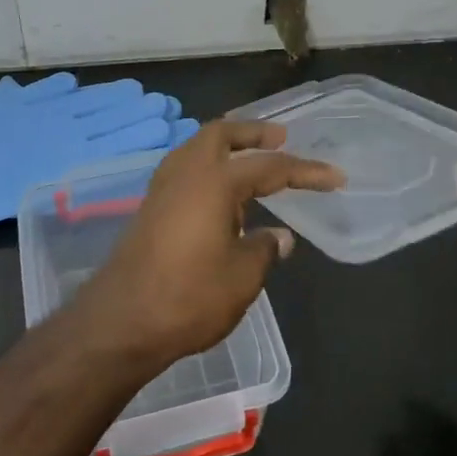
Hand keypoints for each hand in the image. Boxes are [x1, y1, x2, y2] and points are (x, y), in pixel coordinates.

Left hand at [78, 120, 344, 364]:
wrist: (121, 323)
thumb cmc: (189, 297)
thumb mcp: (242, 277)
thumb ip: (265, 249)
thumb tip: (280, 237)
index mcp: (214, 181)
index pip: (270, 167)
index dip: (306, 172)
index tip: (336, 178)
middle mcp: (186, 173)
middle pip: (220, 134)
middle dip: (252, 132)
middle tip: (281, 138)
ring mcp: (162, 189)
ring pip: (196, 148)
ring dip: (226, 146)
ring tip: (251, 159)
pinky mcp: (150, 208)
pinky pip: (184, 169)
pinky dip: (208, 166)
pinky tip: (220, 192)